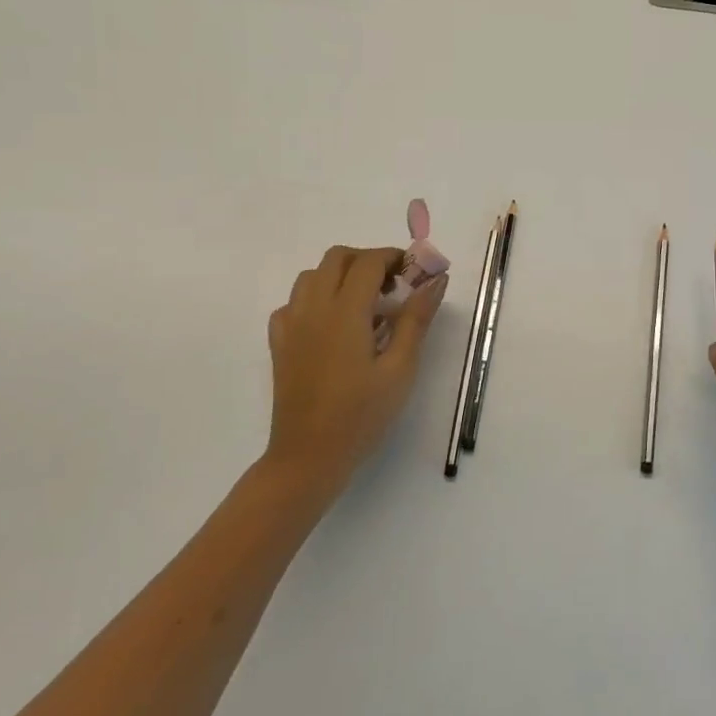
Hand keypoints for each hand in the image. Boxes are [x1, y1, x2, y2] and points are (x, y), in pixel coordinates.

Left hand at [264, 245, 447, 499]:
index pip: (368, 262)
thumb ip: (416, 319)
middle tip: (392, 288)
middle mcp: (314, 308)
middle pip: (337, 257)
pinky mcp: (279, 343)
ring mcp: (291, 324)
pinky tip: (331, 326)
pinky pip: (293, 302)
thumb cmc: (362, 415)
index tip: (414, 273)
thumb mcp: (400, 369)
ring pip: (312, 275)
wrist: (308, 457)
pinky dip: (315, 299)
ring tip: (364, 306)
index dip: (394, 258)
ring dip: (340, 276)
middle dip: (367, 261)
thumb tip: (435, 280)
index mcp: (345, 311)